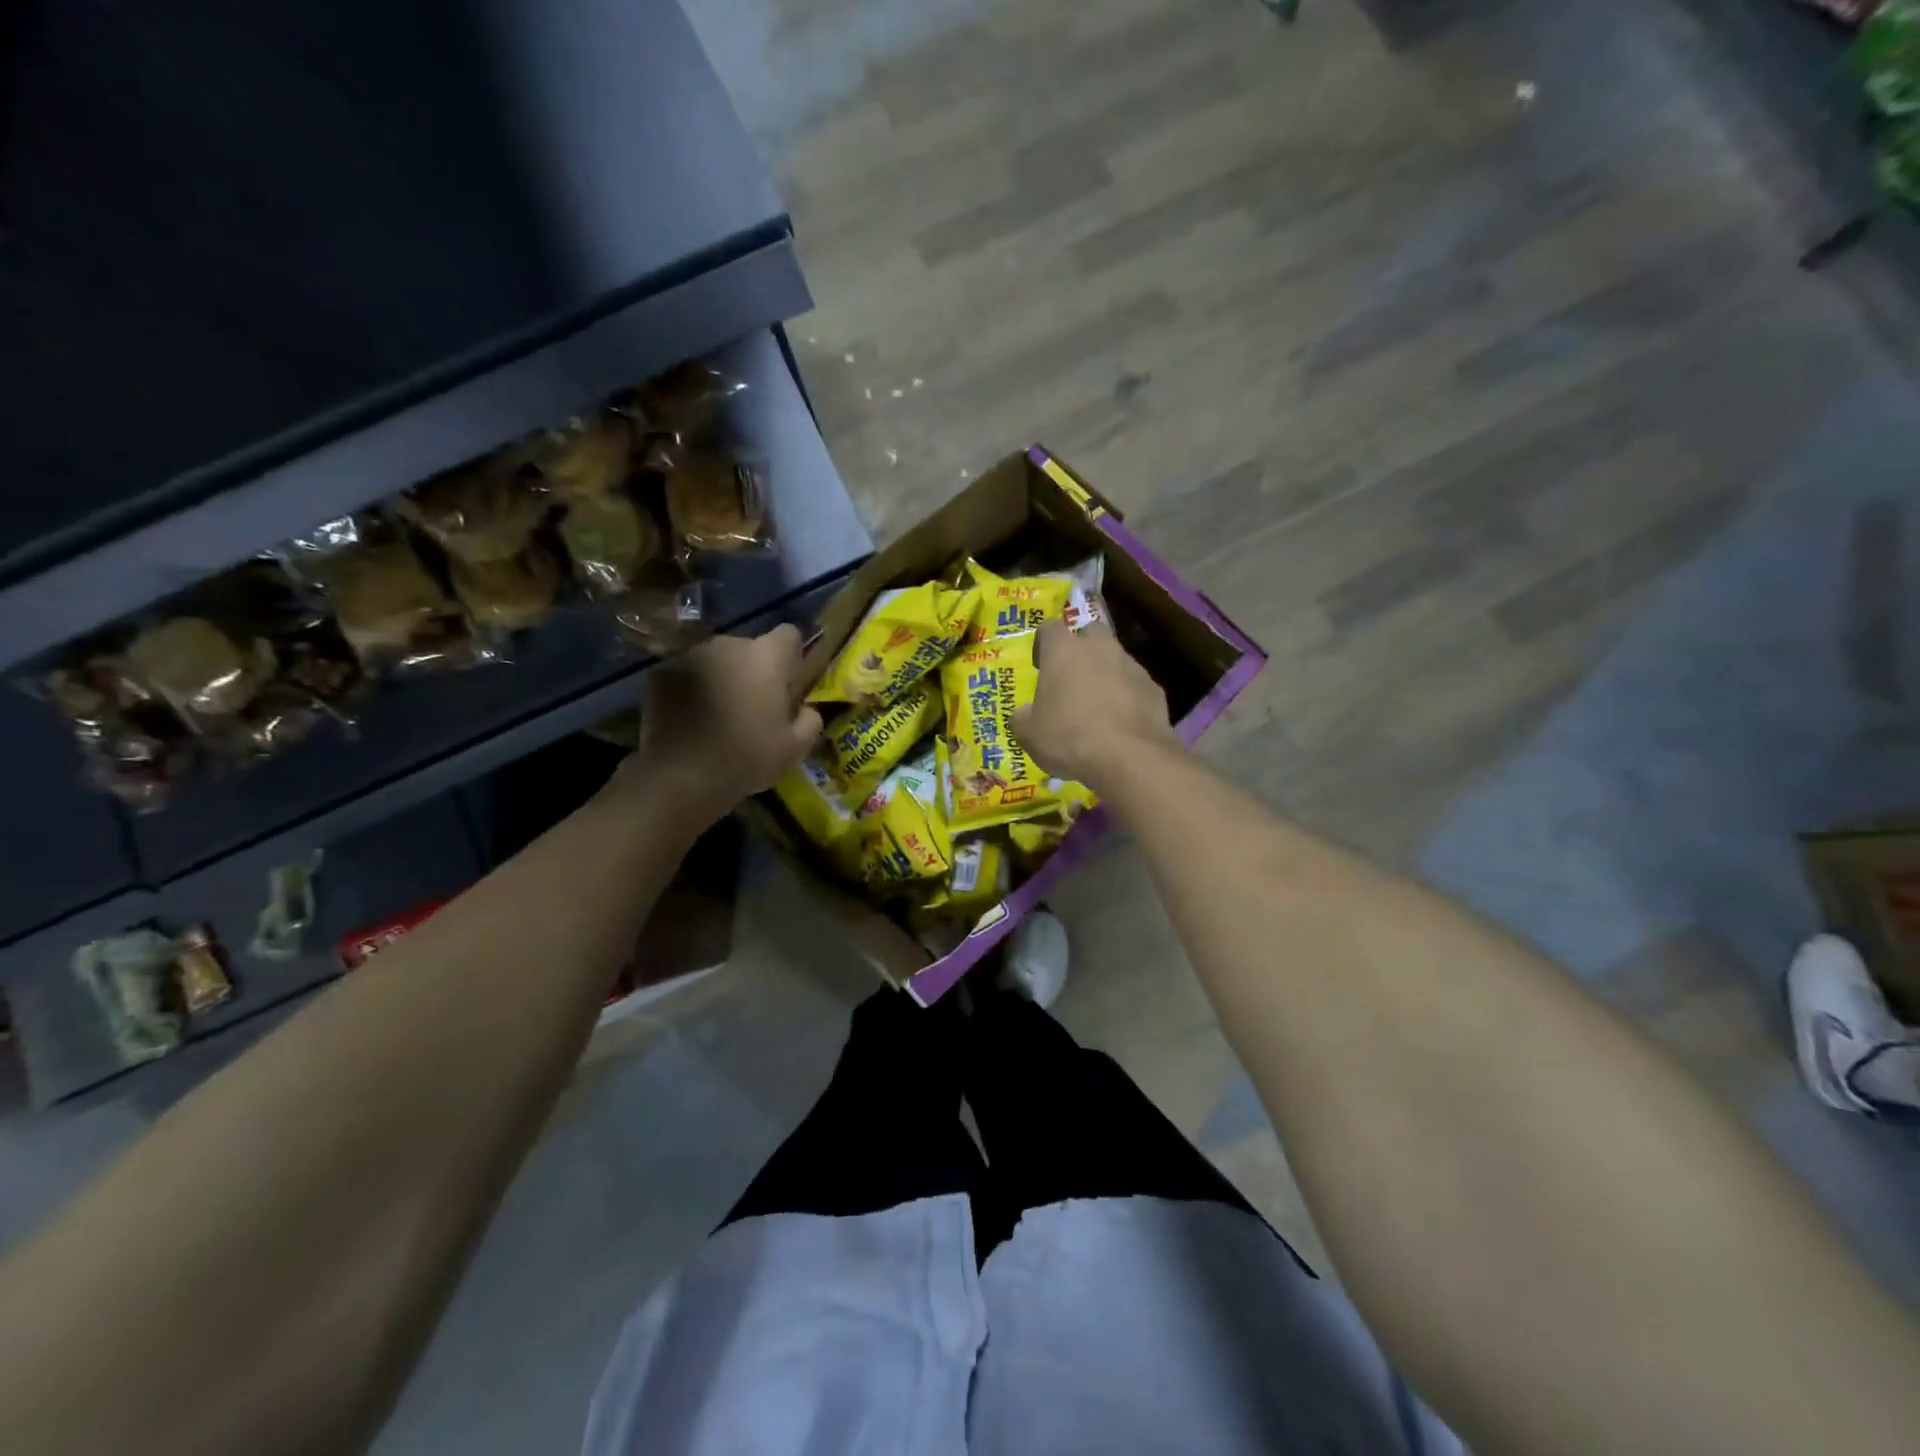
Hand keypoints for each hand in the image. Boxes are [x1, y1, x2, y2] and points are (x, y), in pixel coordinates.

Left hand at [628, 625, 821, 819]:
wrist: (681, 775)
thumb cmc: (747, 757)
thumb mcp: (795, 748)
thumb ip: (809, 720)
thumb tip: (805, 709)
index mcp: (766, 657)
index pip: (789, 634)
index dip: (791, 656)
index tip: (787, 683)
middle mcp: (728, 645)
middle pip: (748, 649)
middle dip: (752, 670)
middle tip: (751, 707)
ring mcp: (690, 656)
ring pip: (716, 660)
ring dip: (721, 678)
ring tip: (717, 715)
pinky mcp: (660, 673)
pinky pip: (686, 674)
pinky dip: (691, 688)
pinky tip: (690, 719)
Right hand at [1012, 619, 1180, 790]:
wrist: (1131, 757)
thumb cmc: (1070, 738)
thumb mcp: (1029, 735)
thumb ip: (1022, 717)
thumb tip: (1024, 713)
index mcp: (1063, 651)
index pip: (1049, 627)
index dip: (1043, 643)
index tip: (1040, 665)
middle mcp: (1099, 648)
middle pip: (1089, 632)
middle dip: (1081, 648)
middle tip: (1072, 677)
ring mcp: (1131, 665)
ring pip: (1115, 657)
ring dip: (1105, 672)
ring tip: (1098, 704)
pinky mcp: (1153, 687)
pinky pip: (1134, 684)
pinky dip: (1127, 695)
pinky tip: (1120, 721)